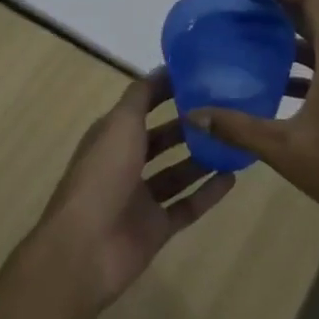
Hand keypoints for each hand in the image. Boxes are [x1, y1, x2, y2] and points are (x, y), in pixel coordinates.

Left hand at [34, 70, 234, 310]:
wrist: (85, 250)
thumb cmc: (102, 175)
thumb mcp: (120, 123)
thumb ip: (141, 95)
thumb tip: (164, 68)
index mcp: (112, 135)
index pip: (142, 105)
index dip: (166, 90)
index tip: (200, 76)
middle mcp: (125, 163)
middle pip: (161, 139)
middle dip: (188, 125)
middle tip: (224, 110)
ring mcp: (141, 198)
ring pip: (176, 173)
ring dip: (201, 158)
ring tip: (234, 141)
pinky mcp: (156, 229)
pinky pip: (187, 206)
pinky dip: (208, 193)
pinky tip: (233, 178)